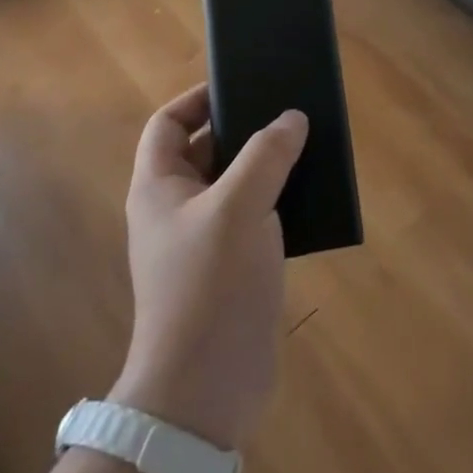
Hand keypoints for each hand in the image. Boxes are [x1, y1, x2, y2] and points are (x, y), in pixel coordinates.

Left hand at [112, 85, 305, 450]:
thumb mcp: (240, 207)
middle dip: (244, 129)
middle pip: (206, 149)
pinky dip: (279, 201)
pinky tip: (312, 195)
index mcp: (160, 186)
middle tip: (287, 111)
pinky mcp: (231, 269)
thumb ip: (266, 155)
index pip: (167, 123)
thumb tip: (291, 118)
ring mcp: (203, 241)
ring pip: (236, 184)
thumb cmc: (210, 284)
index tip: (241, 84)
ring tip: (308, 146)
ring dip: (267, 165)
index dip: (197, 98)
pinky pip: (255, 218)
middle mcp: (177, 209)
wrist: (205, 388)